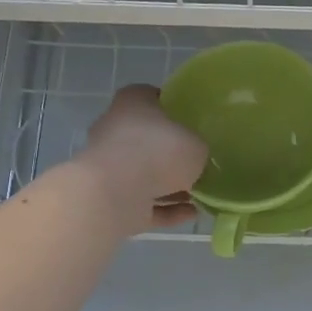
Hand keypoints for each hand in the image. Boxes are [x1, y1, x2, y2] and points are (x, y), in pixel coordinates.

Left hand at [78, 84, 209, 235]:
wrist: (116, 192)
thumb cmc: (158, 151)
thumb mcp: (196, 144)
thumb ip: (197, 149)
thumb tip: (195, 159)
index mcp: (132, 104)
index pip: (151, 97)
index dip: (171, 107)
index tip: (190, 121)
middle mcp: (116, 131)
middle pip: (146, 139)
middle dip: (170, 153)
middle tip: (198, 162)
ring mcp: (111, 167)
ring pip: (145, 175)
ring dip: (170, 186)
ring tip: (200, 195)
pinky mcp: (112, 199)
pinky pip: (146, 203)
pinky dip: (167, 209)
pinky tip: (192, 213)